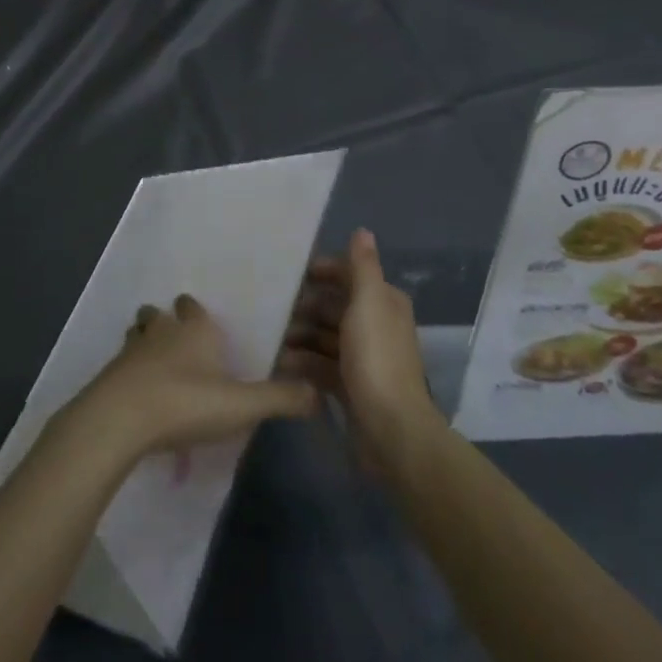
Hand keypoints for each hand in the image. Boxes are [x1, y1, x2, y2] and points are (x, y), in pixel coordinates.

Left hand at [67, 295, 318, 464]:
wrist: (120, 419)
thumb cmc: (185, 402)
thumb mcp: (241, 405)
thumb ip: (279, 399)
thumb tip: (317, 393)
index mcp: (194, 329)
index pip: (193, 306)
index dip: (197, 312)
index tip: (204, 323)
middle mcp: (161, 330)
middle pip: (160, 313)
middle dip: (167, 321)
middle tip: (179, 343)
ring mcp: (131, 349)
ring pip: (137, 333)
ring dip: (144, 342)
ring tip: (156, 364)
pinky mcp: (110, 374)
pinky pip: (122, 364)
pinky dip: (129, 372)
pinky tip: (139, 393)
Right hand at [279, 228, 437, 473]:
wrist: (391, 431)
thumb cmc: (376, 359)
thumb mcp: (368, 303)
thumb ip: (363, 266)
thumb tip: (362, 230)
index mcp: (383, 302)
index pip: (349, 275)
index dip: (322, 272)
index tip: (290, 275)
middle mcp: (375, 325)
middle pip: (333, 306)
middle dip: (304, 306)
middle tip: (271, 309)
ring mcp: (362, 358)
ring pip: (324, 336)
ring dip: (299, 336)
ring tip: (271, 338)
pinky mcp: (350, 385)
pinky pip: (321, 365)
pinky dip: (302, 363)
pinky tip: (279, 364)